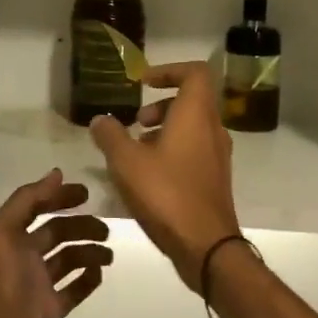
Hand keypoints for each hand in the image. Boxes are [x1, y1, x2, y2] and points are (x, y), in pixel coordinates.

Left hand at [0, 170, 111, 317]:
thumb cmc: (9, 288)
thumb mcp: (6, 234)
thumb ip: (26, 200)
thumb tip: (56, 174)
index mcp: (10, 240)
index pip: (36, 208)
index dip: (58, 197)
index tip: (87, 194)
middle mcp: (22, 259)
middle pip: (56, 233)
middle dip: (81, 227)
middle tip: (106, 230)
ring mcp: (37, 287)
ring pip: (67, 260)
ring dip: (89, 252)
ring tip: (109, 255)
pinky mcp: (50, 311)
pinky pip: (73, 288)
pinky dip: (87, 278)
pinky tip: (100, 274)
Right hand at [90, 62, 239, 291]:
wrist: (206, 246)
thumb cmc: (166, 194)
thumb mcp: (126, 162)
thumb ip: (110, 136)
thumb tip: (100, 119)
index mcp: (196, 115)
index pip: (195, 73)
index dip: (169, 70)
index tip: (143, 82)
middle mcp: (213, 130)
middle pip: (192, 101)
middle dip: (160, 105)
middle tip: (135, 123)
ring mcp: (218, 156)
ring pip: (192, 128)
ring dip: (164, 130)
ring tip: (135, 151)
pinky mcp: (215, 179)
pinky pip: (194, 151)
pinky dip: (172, 151)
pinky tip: (148, 176)